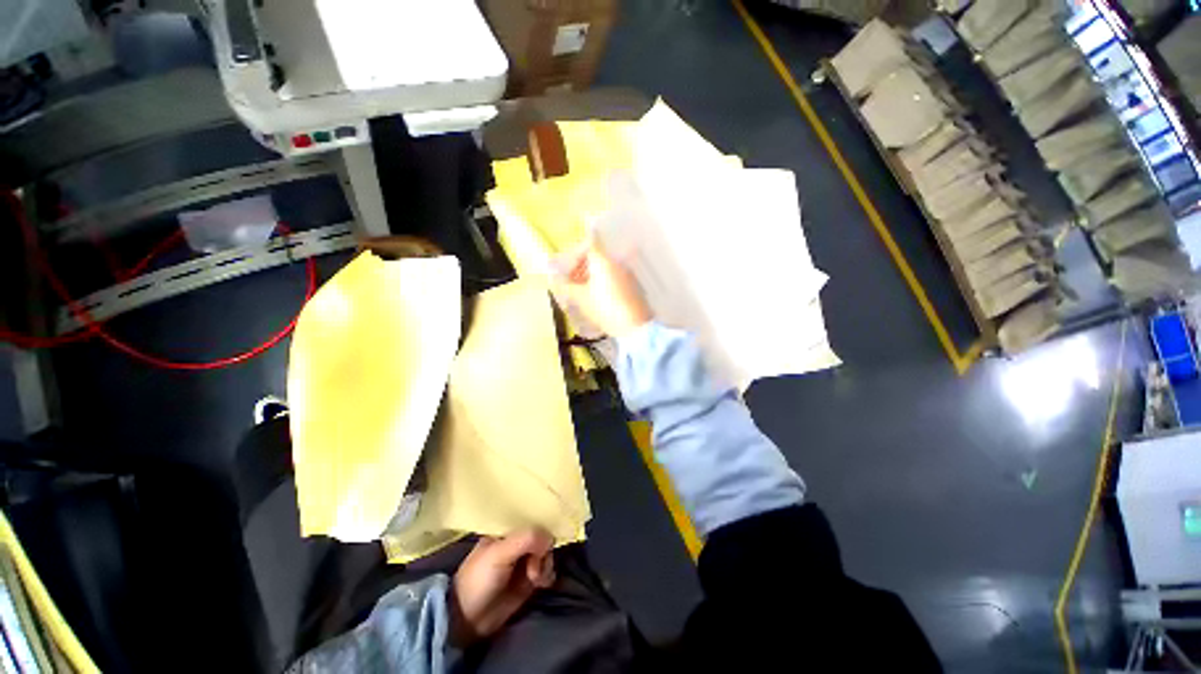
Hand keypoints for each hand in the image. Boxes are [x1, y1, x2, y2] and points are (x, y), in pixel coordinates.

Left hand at [449, 528, 555, 646]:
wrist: (467, 621)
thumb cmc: (479, 580)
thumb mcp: (499, 554)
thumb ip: (525, 540)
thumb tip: (550, 538)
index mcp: (507, 531)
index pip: (531, 520)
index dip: (540, 530)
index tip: (541, 545)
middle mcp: (517, 543)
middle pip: (542, 538)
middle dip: (542, 552)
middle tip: (533, 570)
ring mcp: (523, 562)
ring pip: (546, 554)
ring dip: (546, 565)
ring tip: (536, 580)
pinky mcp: (528, 581)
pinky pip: (546, 571)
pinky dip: (548, 575)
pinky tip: (542, 584)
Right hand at [556, 242, 651, 338]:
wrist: (634, 326)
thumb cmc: (604, 308)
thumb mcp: (581, 298)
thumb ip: (566, 285)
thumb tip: (553, 277)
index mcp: (604, 261)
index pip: (589, 245)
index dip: (575, 254)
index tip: (566, 267)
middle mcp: (617, 263)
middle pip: (597, 258)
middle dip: (581, 268)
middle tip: (570, 283)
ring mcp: (627, 275)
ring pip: (605, 269)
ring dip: (591, 277)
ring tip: (581, 294)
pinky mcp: (633, 287)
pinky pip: (614, 279)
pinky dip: (603, 284)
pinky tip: (597, 299)